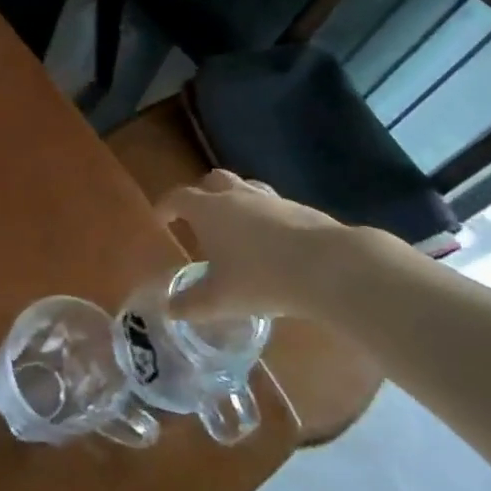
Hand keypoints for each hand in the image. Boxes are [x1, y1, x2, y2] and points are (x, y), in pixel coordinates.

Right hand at [156, 170, 389, 320]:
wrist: (329, 267)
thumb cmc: (261, 278)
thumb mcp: (219, 300)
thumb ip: (190, 304)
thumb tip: (169, 309)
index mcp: (208, 210)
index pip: (177, 198)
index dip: (165, 207)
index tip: (161, 220)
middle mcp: (236, 196)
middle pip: (212, 181)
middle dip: (202, 195)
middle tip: (199, 219)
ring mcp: (270, 199)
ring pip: (245, 189)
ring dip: (235, 202)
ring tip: (236, 228)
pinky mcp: (301, 209)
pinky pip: (273, 206)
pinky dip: (265, 218)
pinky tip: (272, 243)